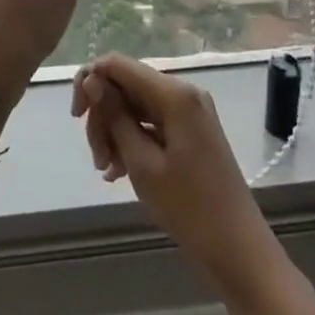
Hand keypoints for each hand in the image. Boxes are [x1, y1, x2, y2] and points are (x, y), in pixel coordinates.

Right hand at [71, 54, 276, 295]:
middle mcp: (183, 92)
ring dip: (115, 133)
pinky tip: (119, 170)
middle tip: (96, 158)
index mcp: (174, 94)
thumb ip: (114, 116)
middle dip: (103, 116)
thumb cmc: (188, 208)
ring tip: (107, 170)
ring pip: (135, 106)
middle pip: (126, 86)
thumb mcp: (141, 162)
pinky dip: (132, 140)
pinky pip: (151, 123)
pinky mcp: (191, 130)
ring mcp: (190, 112)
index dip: (90, 81)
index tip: (76, 116)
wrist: (238, 249)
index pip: (118, 65)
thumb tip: (91, 81)